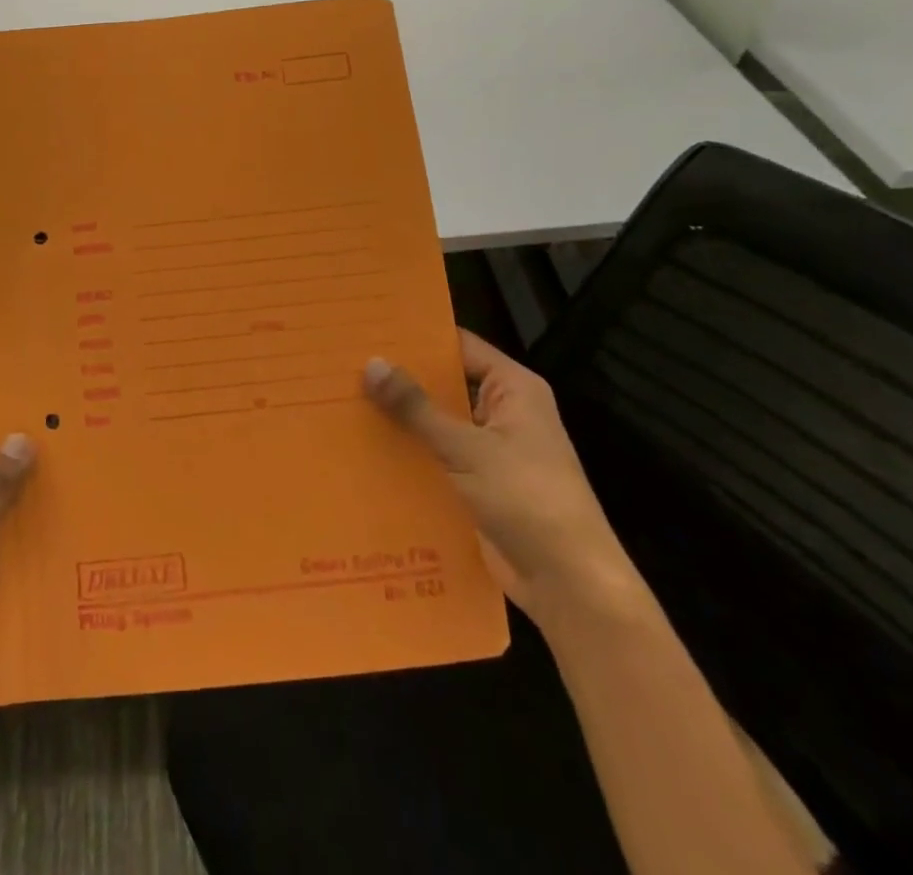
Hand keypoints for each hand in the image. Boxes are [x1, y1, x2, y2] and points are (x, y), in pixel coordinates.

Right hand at [363, 330, 636, 625]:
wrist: (570, 585)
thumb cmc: (528, 499)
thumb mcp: (467, 448)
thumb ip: (417, 407)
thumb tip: (371, 363)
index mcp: (513, 389)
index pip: (459, 345)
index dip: (417, 337)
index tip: (369, 329)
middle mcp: (503, 412)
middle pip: (444, 384)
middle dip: (400, 379)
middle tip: (344, 364)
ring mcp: (490, 450)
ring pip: (437, 423)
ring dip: (400, 419)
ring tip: (342, 401)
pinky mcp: (478, 484)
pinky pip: (436, 457)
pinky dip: (409, 453)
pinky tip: (364, 448)